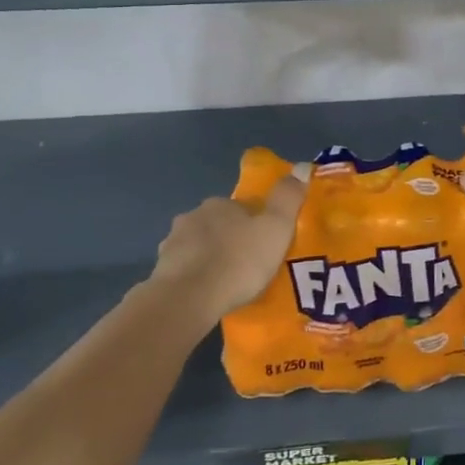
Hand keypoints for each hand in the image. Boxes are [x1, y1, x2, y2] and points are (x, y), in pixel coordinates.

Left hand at [149, 173, 306, 321]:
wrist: (189, 298)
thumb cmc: (238, 261)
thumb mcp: (275, 228)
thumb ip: (288, 198)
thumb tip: (303, 166)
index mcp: (221, 204)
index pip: (242, 208)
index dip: (255, 225)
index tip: (266, 245)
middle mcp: (193, 216)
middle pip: (218, 225)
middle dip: (230, 240)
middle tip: (248, 267)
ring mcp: (173, 243)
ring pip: (198, 246)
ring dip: (209, 258)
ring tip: (226, 284)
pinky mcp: (161, 270)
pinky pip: (183, 270)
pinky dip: (194, 278)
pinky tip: (205, 295)